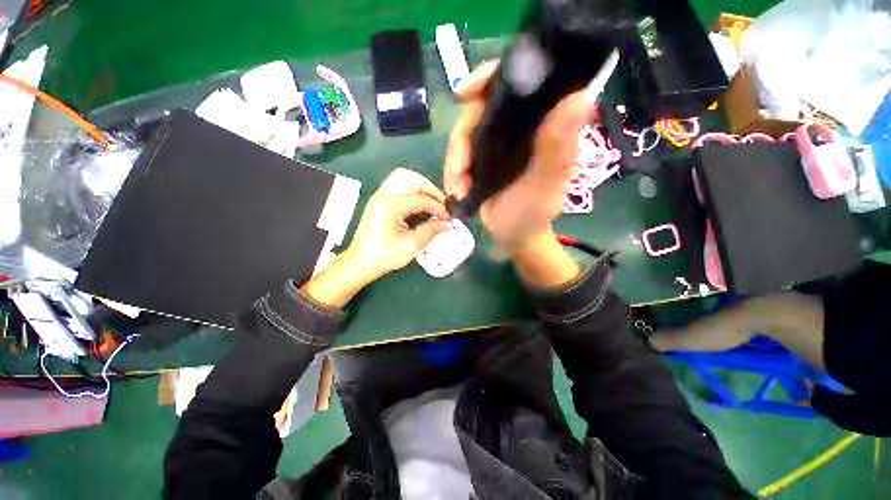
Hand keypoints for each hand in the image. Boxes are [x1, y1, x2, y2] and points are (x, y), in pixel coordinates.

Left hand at [345, 177, 451, 280]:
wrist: (360, 263)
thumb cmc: (384, 256)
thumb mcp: (411, 246)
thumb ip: (431, 231)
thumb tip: (447, 224)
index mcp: (390, 206)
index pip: (421, 199)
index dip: (437, 207)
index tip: (447, 217)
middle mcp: (383, 195)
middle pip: (411, 179)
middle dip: (430, 189)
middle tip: (441, 204)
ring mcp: (379, 195)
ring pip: (403, 177)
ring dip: (420, 185)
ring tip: (431, 201)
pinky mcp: (378, 200)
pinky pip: (396, 184)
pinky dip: (411, 188)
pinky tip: (418, 202)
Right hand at [443, 61, 598, 250]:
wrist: (513, 235)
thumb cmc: (532, 213)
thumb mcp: (544, 185)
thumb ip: (557, 149)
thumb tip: (580, 96)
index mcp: (542, 124)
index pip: (520, 81)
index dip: (491, 78)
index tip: (465, 92)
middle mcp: (519, 126)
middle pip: (480, 109)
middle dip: (462, 140)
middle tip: (458, 171)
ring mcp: (497, 141)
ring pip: (464, 134)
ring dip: (455, 162)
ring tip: (458, 188)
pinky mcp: (482, 157)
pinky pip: (459, 154)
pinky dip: (453, 171)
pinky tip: (457, 189)